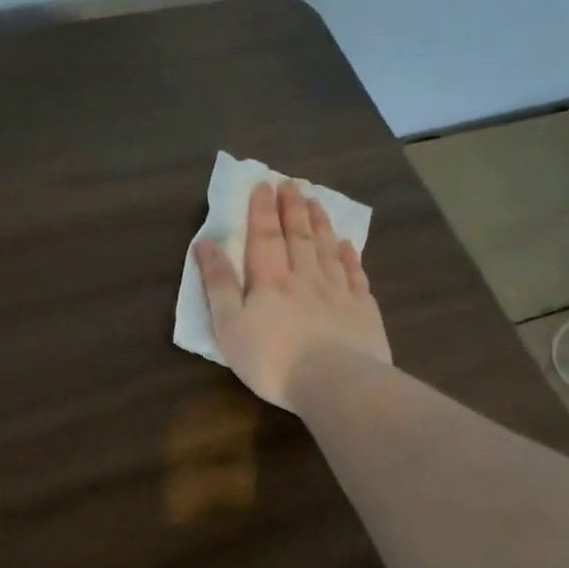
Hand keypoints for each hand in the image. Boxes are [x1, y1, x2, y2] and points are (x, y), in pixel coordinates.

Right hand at [194, 179, 391, 409]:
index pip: (264, 236)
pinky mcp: (362, 310)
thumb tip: (205, 244)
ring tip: (316, 202)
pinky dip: (349, 256)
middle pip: (299, 235)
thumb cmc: (270, 358)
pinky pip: (355, 274)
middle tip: (291, 183)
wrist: (334, 383)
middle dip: (292, 208)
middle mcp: (305, 277)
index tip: (263, 185)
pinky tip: (348, 245)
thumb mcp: (229, 324)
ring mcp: (338, 291)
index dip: (262, 210)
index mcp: (270, 280)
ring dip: (320, 223)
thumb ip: (218, 283)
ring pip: (327, 248)